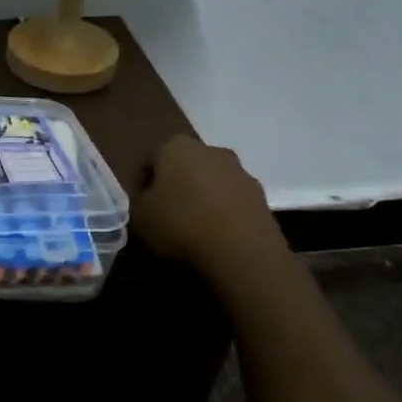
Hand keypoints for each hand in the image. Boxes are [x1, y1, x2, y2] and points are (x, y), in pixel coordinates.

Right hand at [134, 136, 285, 277]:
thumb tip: (149, 198)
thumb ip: (139, 201)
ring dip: (203, 197)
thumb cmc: (180, 226)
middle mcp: (211, 150)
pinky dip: (223, 212)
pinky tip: (217, 235)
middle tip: (167, 212)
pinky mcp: (262, 196)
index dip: (143, 182)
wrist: (242, 254)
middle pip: (185, 165)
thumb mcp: (139, 217)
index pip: (151, 159)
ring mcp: (241, 172)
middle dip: (176, 184)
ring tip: (194, 227)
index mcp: (176, 147)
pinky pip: (233, 200)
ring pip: (212, 181)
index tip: (141, 204)